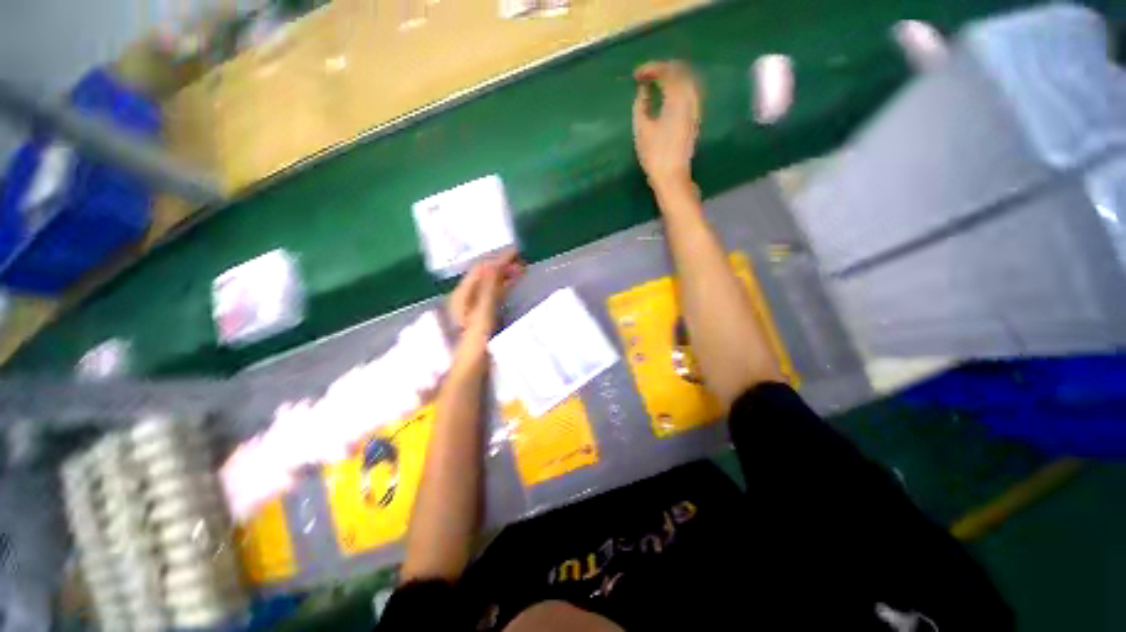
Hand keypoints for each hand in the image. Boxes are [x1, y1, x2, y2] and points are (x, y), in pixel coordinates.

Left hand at [448, 249, 523, 359]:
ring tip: (521, 271)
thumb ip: (487, 288)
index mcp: (462, 294)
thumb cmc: (475, 340)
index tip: (517, 253)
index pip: (481, 269)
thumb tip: (494, 264)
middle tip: (523, 262)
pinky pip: (493, 294)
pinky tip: (513, 286)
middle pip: (485, 275)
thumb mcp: (482, 312)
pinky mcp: (482, 314)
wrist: (470, 365)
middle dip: (503, 266)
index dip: (498, 259)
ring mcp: (473, 306)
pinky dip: (504, 287)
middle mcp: (466, 296)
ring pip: (490, 284)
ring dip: (504, 276)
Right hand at [632, 61, 700, 192]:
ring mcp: (695, 108)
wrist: (672, 175)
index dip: (650, 69)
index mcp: (677, 98)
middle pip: (680, 71)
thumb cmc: (654, 154)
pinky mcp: (695, 117)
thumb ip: (641, 104)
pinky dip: (679, 86)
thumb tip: (643, 89)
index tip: (636, 75)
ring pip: (688, 80)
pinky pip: (690, 91)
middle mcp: (690, 98)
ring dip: (672, 76)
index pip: (666, 72)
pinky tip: (669, 93)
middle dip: (662, 68)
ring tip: (656, 81)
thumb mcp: (641, 128)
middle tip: (646, 74)